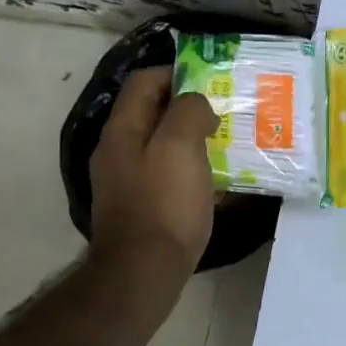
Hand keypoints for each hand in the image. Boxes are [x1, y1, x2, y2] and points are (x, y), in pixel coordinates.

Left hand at [88, 67, 220, 275]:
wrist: (144, 272)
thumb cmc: (164, 203)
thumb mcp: (180, 145)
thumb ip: (188, 111)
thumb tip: (196, 105)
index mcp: (123, 130)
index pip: (144, 82)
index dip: (176, 74)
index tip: (211, 83)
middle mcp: (119, 150)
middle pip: (153, 113)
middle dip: (189, 107)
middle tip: (224, 113)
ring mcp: (127, 180)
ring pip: (163, 144)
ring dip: (193, 139)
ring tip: (226, 144)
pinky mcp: (141, 205)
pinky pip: (168, 174)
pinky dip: (191, 169)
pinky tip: (215, 180)